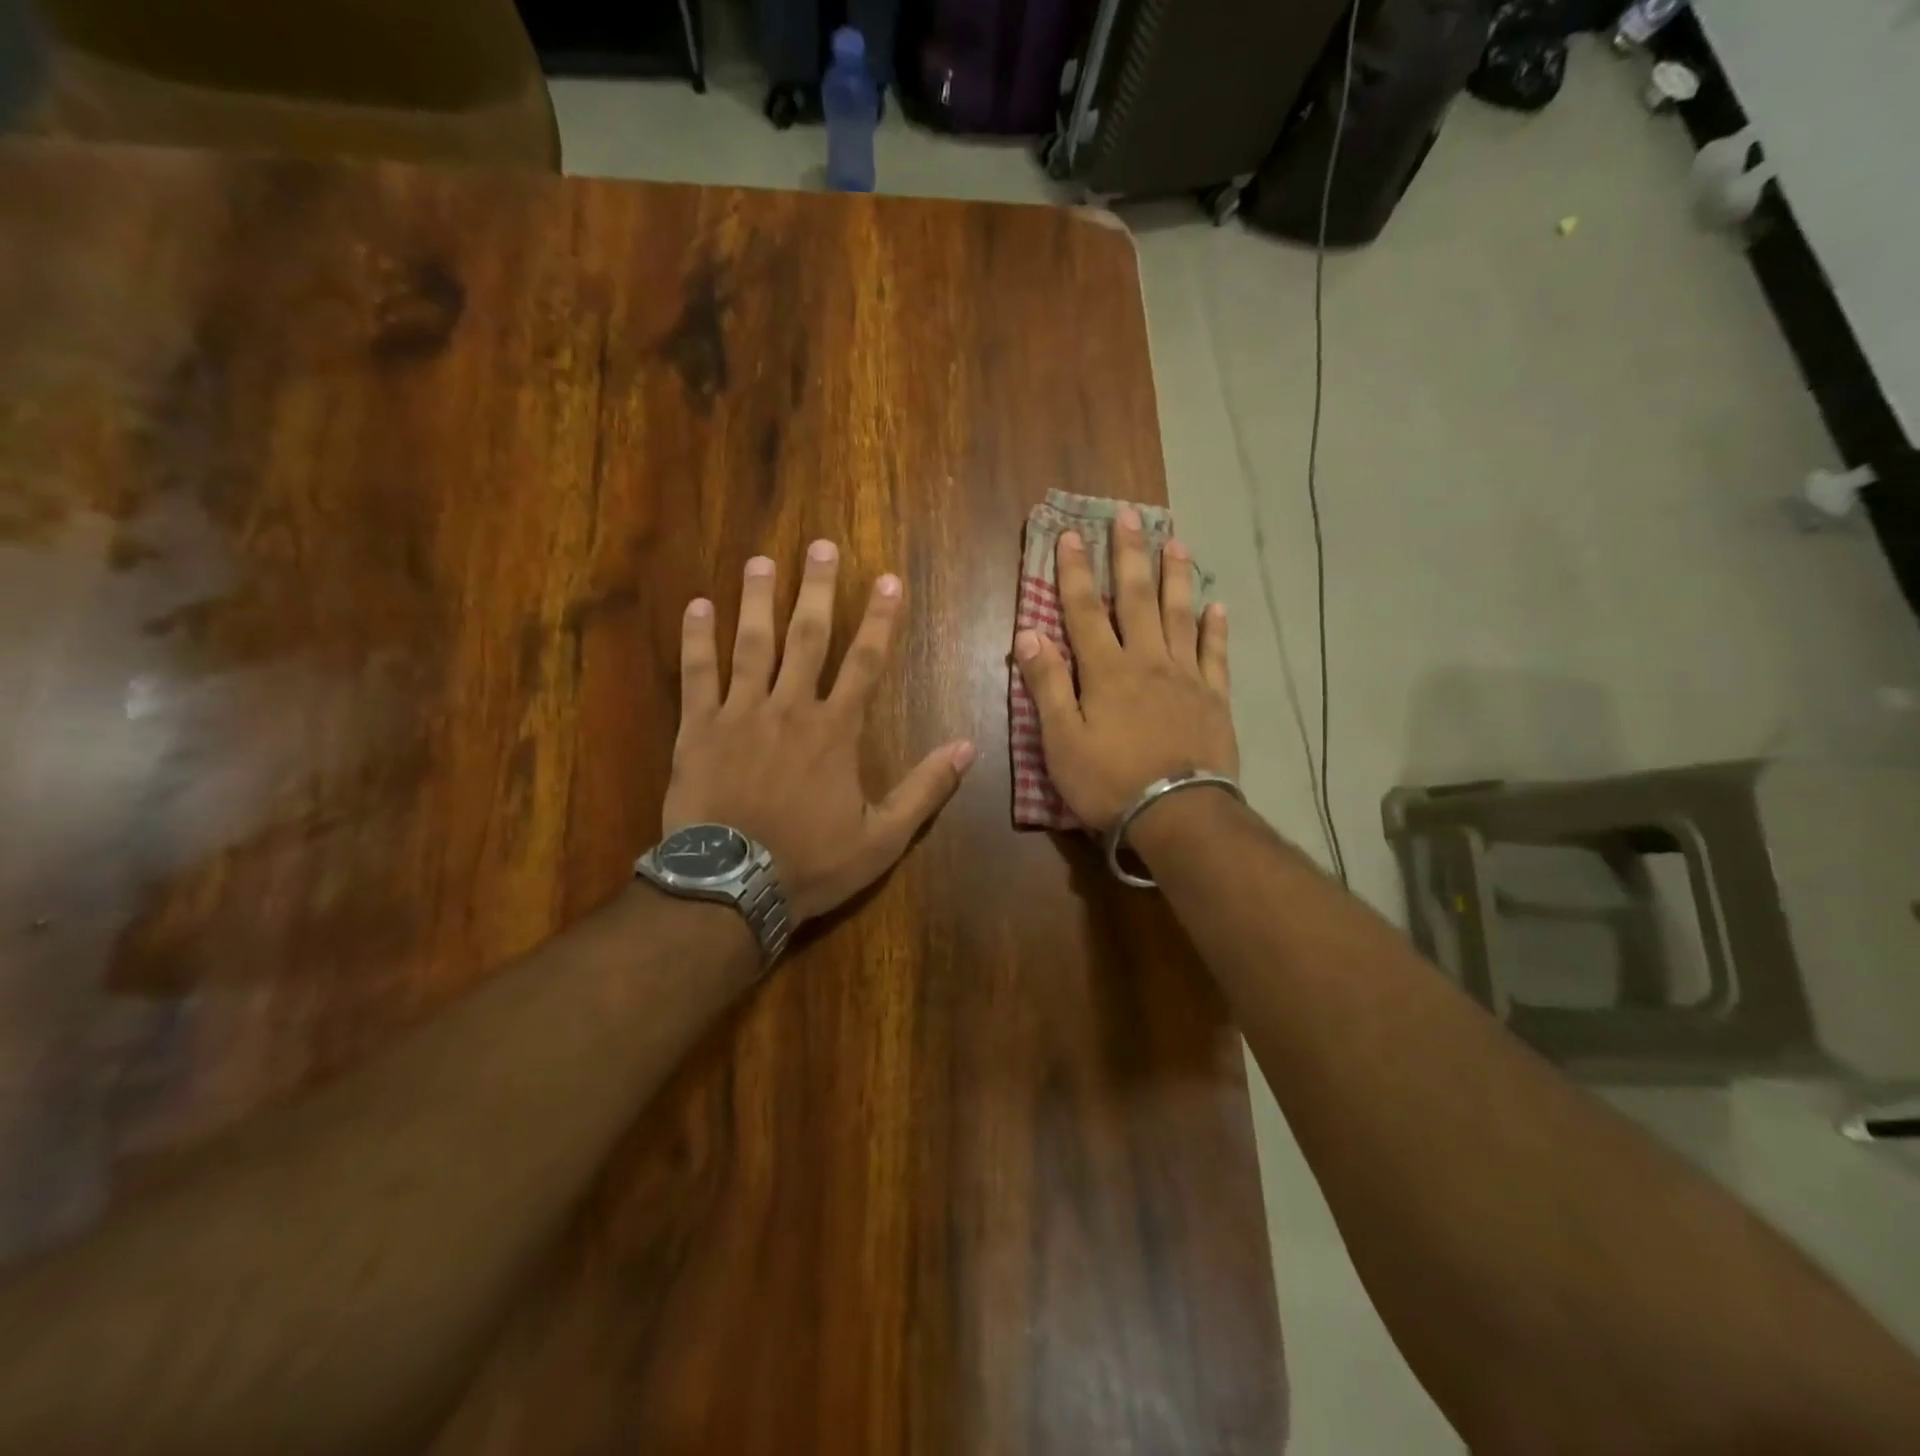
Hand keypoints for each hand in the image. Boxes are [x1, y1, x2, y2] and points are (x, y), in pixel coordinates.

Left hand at [662, 541, 974, 926]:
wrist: (731, 887)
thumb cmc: (812, 862)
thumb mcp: (883, 838)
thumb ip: (925, 789)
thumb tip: (969, 747)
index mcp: (835, 730)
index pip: (866, 662)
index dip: (881, 620)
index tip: (888, 580)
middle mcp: (790, 708)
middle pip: (807, 637)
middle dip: (818, 589)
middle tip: (821, 545)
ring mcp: (740, 714)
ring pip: (751, 644)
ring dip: (758, 599)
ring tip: (762, 560)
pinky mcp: (698, 729)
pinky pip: (696, 675)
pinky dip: (696, 639)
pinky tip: (697, 605)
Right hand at [1012, 510, 1236, 832]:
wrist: (1178, 814)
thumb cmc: (1109, 781)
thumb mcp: (1061, 741)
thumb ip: (1047, 685)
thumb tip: (1028, 634)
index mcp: (1106, 671)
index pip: (1084, 610)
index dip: (1074, 571)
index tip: (1071, 533)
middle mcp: (1147, 661)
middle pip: (1136, 598)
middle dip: (1129, 554)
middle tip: (1130, 514)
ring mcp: (1186, 677)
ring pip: (1178, 616)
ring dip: (1175, 577)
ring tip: (1175, 541)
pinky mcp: (1214, 698)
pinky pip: (1215, 654)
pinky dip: (1215, 628)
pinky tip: (1216, 606)